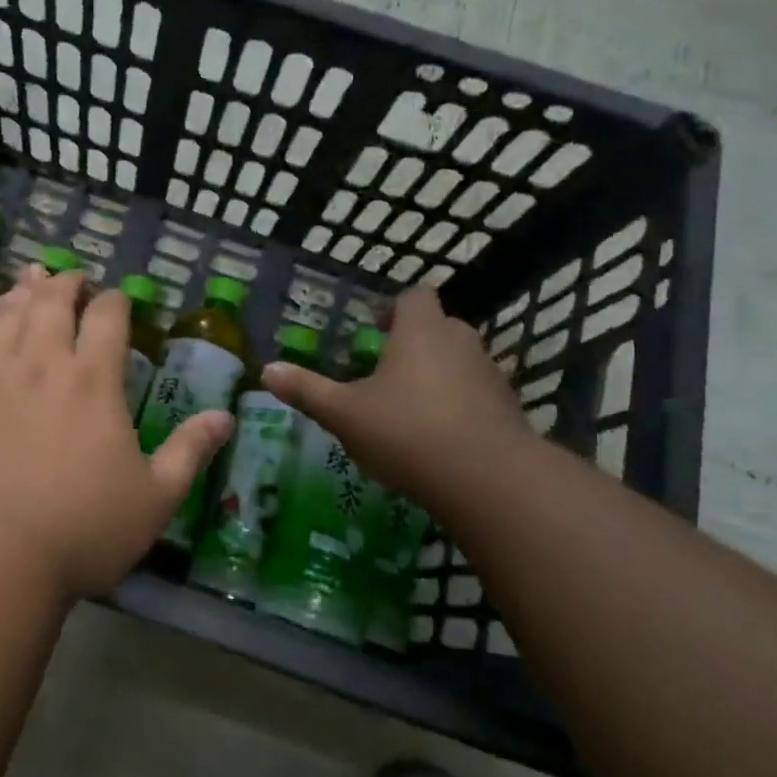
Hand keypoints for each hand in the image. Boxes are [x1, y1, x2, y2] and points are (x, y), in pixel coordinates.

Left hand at [0, 265, 232, 600]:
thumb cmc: (80, 530)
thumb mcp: (154, 499)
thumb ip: (189, 452)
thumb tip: (225, 417)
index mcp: (93, 381)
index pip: (108, 317)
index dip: (115, 300)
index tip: (118, 298)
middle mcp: (41, 363)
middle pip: (53, 302)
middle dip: (67, 283)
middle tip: (73, 278)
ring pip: (10, 313)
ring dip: (25, 290)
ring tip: (32, 277)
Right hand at [260, 288, 534, 507]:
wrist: (489, 481)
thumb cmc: (408, 432)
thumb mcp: (345, 414)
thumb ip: (307, 390)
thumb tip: (267, 370)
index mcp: (420, 331)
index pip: (414, 295)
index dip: (395, 307)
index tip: (375, 329)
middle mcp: (460, 341)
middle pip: (439, 326)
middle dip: (414, 343)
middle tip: (386, 372)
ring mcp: (490, 374)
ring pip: (461, 361)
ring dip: (439, 375)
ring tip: (411, 409)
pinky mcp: (509, 408)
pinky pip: (478, 394)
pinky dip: (461, 405)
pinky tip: (440, 438)